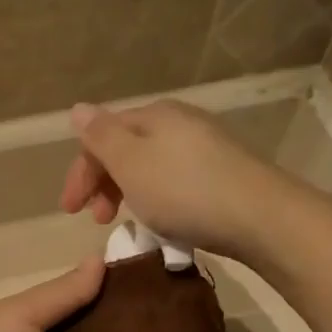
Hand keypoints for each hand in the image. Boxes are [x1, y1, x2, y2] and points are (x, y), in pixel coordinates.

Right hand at [60, 101, 292, 260]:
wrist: (260, 217)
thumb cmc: (184, 191)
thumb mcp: (131, 163)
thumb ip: (101, 136)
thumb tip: (78, 109)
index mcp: (153, 115)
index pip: (102, 134)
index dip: (80, 171)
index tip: (71, 210)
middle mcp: (179, 123)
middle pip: (126, 149)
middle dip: (103, 183)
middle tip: (97, 220)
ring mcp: (204, 147)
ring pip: (149, 167)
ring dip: (127, 193)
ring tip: (125, 223)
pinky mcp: (222, 174)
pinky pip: (173, 181)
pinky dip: (155, 199)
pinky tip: (160, 220)